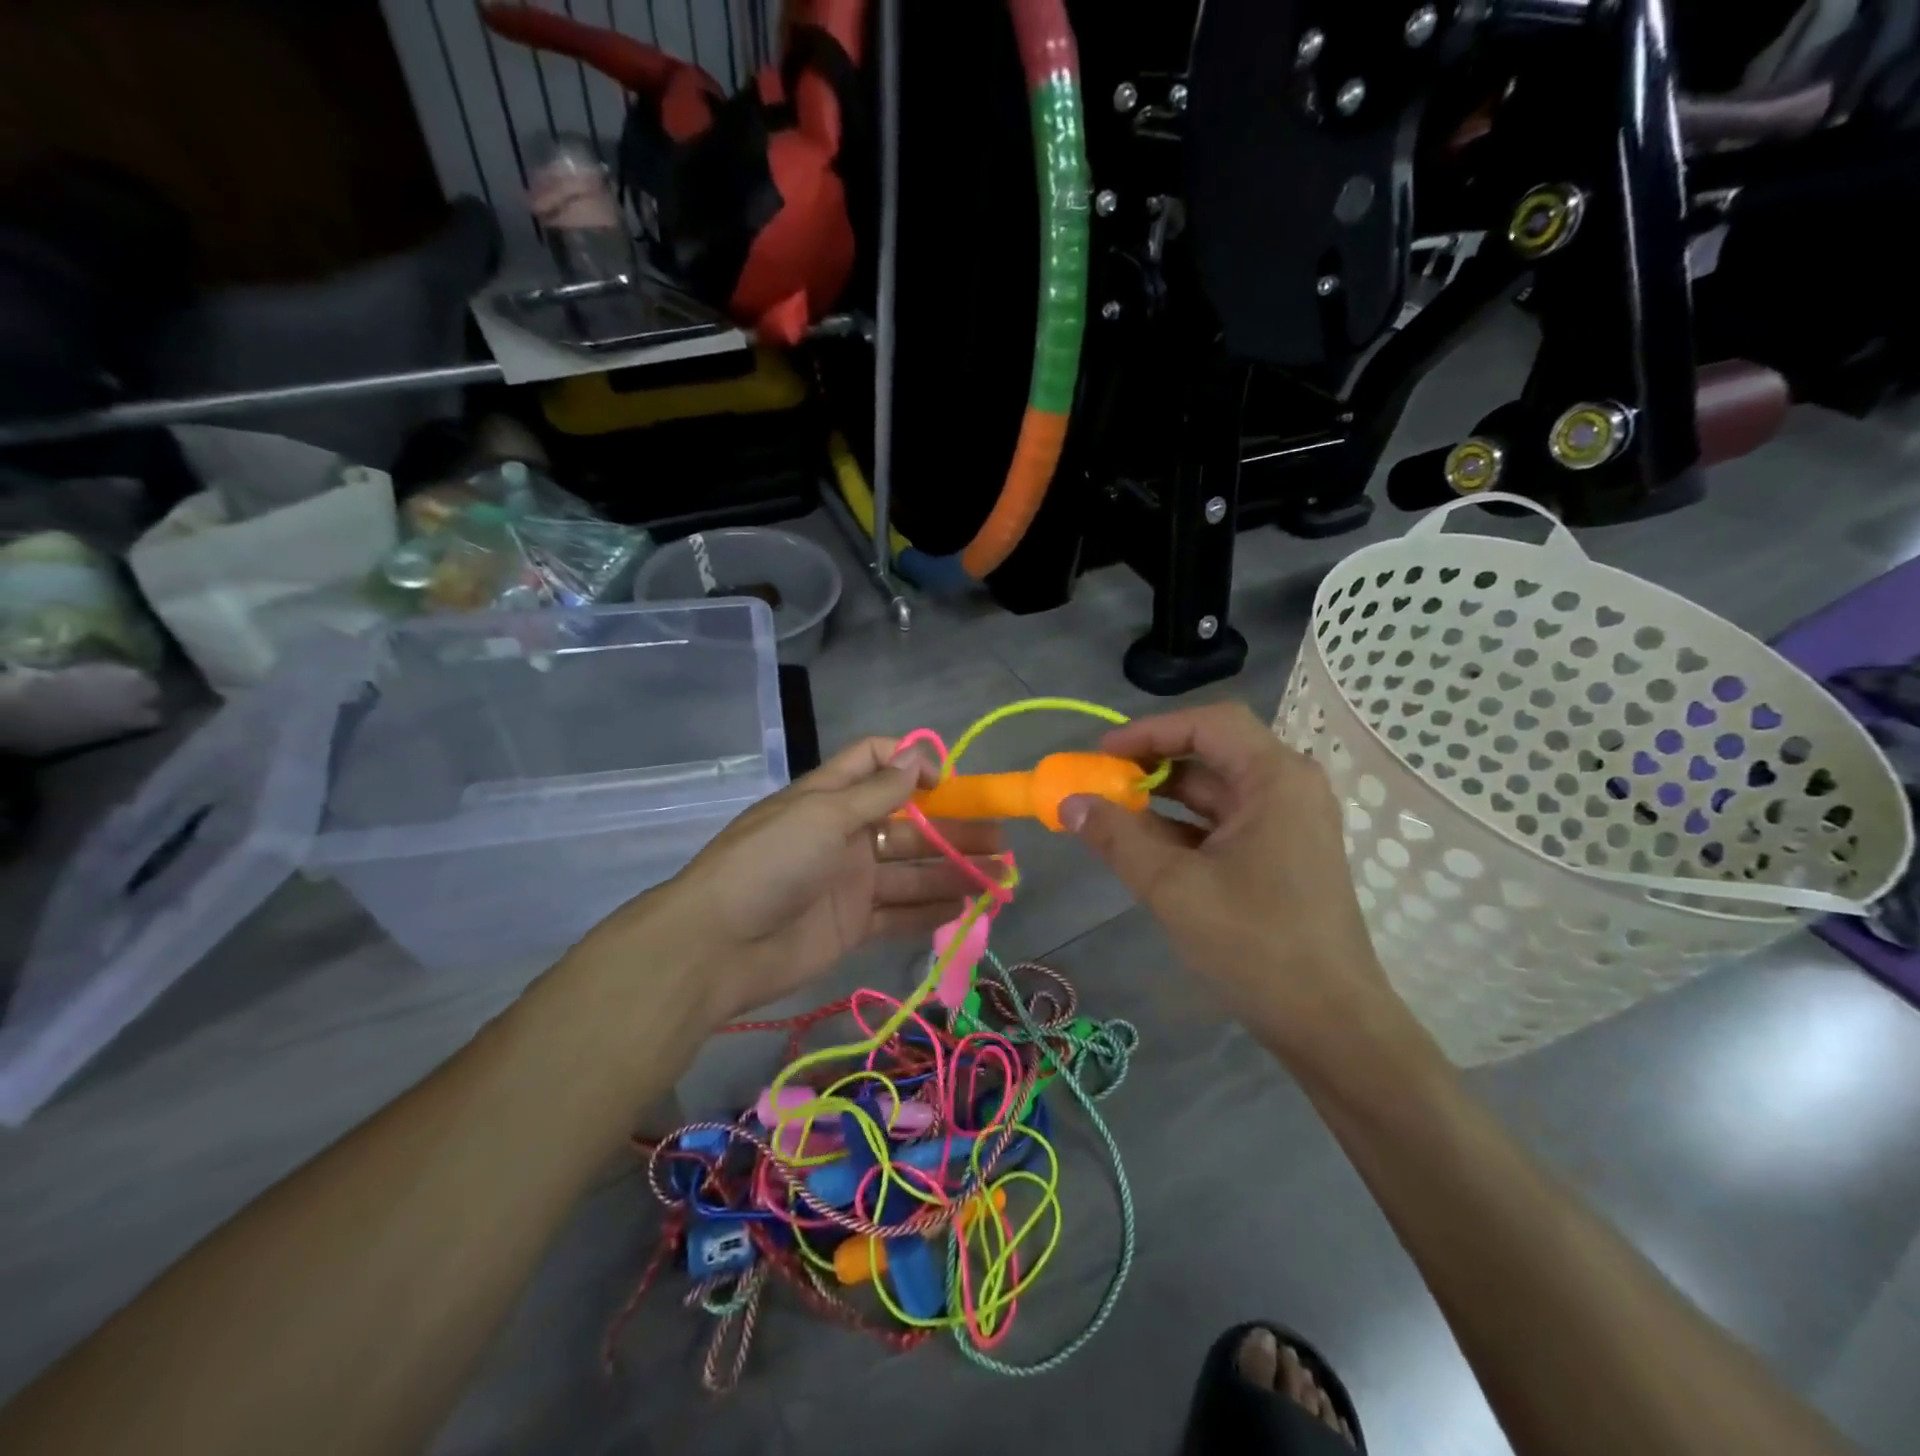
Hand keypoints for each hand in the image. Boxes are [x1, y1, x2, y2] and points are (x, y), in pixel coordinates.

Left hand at [587, 737, 1002, 1024]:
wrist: (718, 946)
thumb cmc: (771, 863)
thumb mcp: (823, 814)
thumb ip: (877, 791)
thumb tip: (919, 756)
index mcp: (832, 797)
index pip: (876, 762)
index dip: (912, 764)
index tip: (946, 783)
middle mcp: (846, 834)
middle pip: (910, 824)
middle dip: (954, 829)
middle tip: (1000, 841)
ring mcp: (851, 881)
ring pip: (913, 871)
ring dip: (955, 872)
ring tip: (1000, 877)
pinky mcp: (854, 924)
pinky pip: (901, 914)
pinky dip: (934, 911)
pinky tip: (970, 908)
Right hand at [1061, 702, 1401, 1065]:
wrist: (1333, 1026)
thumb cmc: (1256, 945)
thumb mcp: (1174, 888)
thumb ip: (1118, 837)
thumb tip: (1070, 802)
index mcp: (1275, 779)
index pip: (1208, 724)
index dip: (1149, 731)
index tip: (1101, 755)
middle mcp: (1288, 789)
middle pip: (1211, 753)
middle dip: (1150, 765)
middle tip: (1099, 782)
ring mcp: (1288, 824)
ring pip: (1215, 792)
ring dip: (1162, 799)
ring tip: (1109, 814)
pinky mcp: (1282, 855)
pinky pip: (1224, 824)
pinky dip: (1182, 828)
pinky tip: (1142, 846)